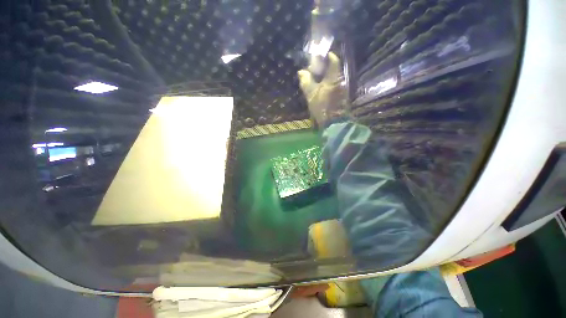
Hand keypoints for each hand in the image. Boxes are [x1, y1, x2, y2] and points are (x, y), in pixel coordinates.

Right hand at [297, 53, 347, 126]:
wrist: (333, 122)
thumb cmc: (322, 106)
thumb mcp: (311, 93)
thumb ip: (306, 81)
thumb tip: (301, 72)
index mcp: (334, 77)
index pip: (334, 61)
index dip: (328, 56)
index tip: (322, 56)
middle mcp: (341, 80)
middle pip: (334, 70)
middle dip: (326, 68)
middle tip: (317, 69)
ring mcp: (343, 89)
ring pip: (335, 79)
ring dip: (327, 78)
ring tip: (318, 81)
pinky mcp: (343, 97)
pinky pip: (336, 87)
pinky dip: (330, 86)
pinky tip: (323, 90)